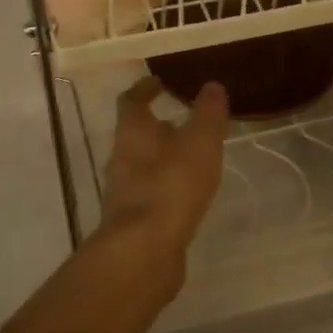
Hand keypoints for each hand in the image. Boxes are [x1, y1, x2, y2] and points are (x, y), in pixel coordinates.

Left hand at [99, 78, 227, 258]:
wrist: (144, 250)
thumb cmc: (171, 185)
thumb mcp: (199, 141)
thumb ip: (207, 113)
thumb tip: (212, 86)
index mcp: (132, 133)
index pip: (131, 101)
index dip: (143, 89)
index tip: (158, 82)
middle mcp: (121, 159)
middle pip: (134, 136)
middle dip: (156, 127)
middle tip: (181, 122)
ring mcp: (124, 193)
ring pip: (142, 166)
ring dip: (162, 159)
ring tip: (189, 159)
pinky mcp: (132, 222)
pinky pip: (149, 194)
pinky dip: (165, 188)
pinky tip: (186, 195)